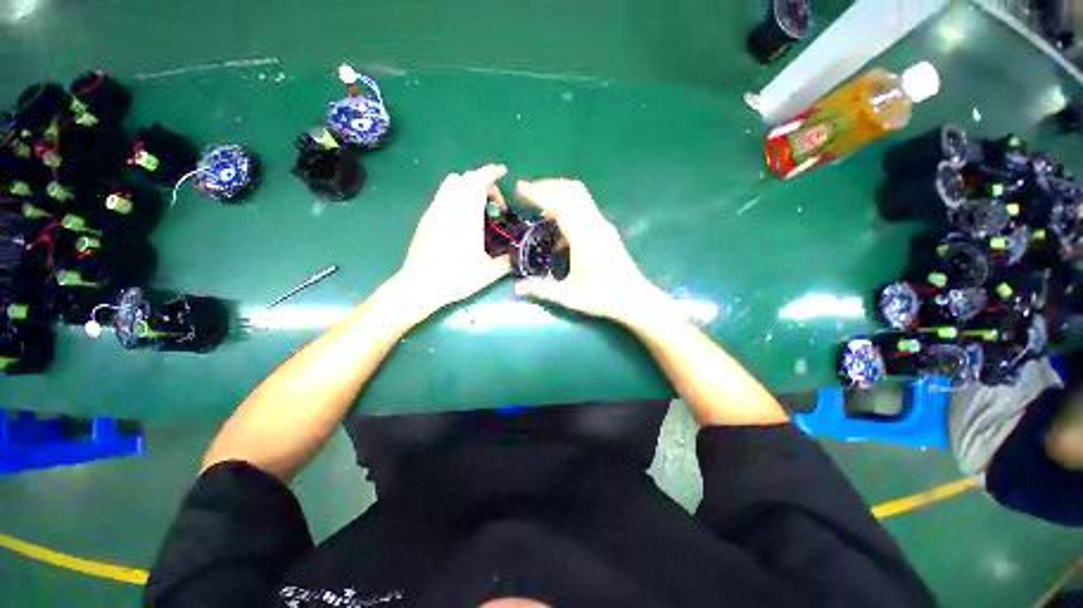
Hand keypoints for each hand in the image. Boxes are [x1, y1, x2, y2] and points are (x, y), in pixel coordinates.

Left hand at [393, 164, 511, 311]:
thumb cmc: (456, 277)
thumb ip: (507, 261)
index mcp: (466, 216)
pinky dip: (456, 196)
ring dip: (467, 187)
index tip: (503, 172)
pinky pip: (443, 196)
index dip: (492, 172)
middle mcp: (449, 207)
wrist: (420, 285)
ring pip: (451, 184)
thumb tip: (519, 255)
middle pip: (465, 178)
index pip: (478, 181)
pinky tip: (462, 219)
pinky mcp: (426, 218)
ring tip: (478, 208)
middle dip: (483, 182)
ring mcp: (435, 211)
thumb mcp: (489, 273)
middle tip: (495, 203)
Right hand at [513, 179, 669, 324]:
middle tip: (527, 191)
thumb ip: (542, 290)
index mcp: (584, 238)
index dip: (538, 193)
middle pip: (572, 190)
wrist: (635, 299)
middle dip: (548, 185)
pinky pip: (585, 209)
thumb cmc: (603, 297)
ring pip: (581, 196)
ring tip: (539, 205)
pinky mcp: (606, 230)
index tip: (520, 188)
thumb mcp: (569, 296)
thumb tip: (517, 289)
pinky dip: (568, 207)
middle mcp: (595, 225)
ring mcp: (603, 226)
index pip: (560, 204)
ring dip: (559, 193)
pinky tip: (558, 229)